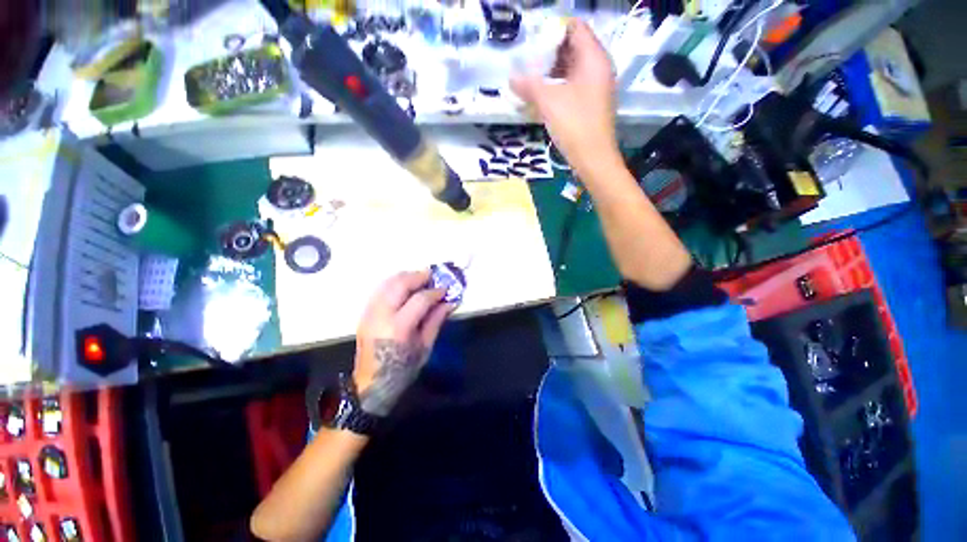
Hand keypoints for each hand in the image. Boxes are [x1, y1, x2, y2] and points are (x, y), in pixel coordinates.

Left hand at [353, 271, 452, 416]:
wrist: (370, 384)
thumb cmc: (402, 369)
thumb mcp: (425, 347)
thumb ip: (436, 320)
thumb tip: (450, 301)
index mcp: (398, 328)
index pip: (420, 299)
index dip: (436, 291)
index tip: (446, 289)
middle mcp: (381, 315)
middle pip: (400, 283)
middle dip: (419, 276)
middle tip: (434, 276)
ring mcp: (369, 312)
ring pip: (388, 282)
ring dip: (406, 276)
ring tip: (421, 279)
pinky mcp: (365, 312)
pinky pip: (381, 289)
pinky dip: (395, 283)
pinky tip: (406, 287)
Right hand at [511, 20, 620, 178]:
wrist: (593, 159)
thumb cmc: (575, 125)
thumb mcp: (548, 102)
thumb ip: (529, 85)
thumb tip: (511, 78)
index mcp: (593, 59)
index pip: (575, 28)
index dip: (554, 30)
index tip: (533, 40)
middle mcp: (598, 68)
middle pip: (573, 47)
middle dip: (549, 51)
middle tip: (527, 59)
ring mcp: (595, 87)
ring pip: (572, 68)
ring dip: (551, 71)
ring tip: (530, 77)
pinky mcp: (590, 103)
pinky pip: (573, 85)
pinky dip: (557, 86)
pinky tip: (541, 95)